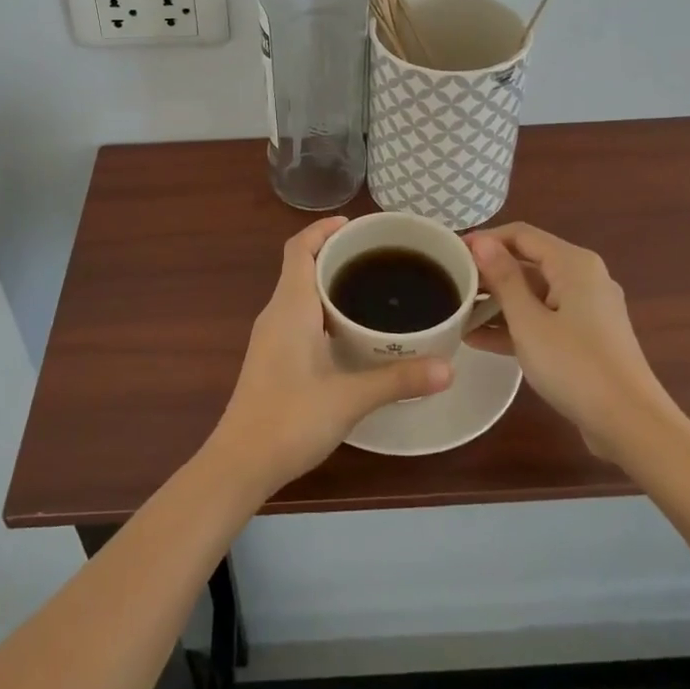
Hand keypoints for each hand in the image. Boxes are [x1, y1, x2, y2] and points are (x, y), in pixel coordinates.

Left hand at [211, 217, 453, 496]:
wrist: (240, 463)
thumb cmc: (289, 420)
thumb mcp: (349, 398)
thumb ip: (398, 380)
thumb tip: (449, 367)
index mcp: (289, 307)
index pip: (299, 248)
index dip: (323, 229)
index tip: (357, 225)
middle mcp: (276, 313)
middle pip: (302, 265)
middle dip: (335, 253)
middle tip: (379, 257)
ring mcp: (271, 336)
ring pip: (300, 292)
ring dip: (330, 282)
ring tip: (373, 287)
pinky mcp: (272, 357)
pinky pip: (299, 315)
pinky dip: (323, 308)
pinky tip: (351, 330)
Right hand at [466, 222, 672, 462]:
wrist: (632, 426)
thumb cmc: (576, 366)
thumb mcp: (528, 321)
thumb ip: (503, 278)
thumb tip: (482, 242)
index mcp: (573, 264)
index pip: (521, 235)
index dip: (485, 240)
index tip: (451, 253)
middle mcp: (584, 278)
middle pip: (528, 263)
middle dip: (488, 274)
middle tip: (451, 284)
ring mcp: (587, 310)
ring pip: (534, 294)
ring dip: (497, 303)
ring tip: (457, 313)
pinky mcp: (586, 338)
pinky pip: (544, 319)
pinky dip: (516, 325)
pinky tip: (479, 339)